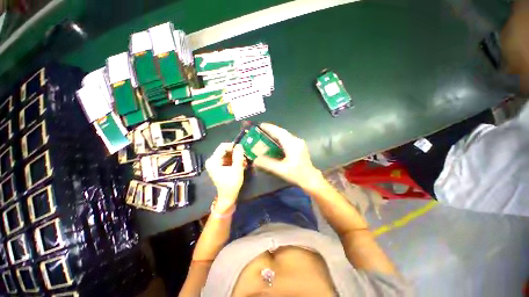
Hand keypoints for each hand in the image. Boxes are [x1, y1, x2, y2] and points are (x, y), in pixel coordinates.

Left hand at [205, 143, 244, 208]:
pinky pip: (227, 159)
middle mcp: (212, 160)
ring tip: (244, 162)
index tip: (242, 149)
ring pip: (227, 155)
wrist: (228, 196)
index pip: (222, 147)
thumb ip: (238, 156)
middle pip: (225, 151)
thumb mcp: (237, 168)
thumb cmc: (231, 183)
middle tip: (244, 156)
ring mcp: (215, 164)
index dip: (233, 146)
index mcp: (213, 161)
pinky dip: (234, 161)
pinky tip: (241, 164)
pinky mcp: (218, 167)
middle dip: (236, 153)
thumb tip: (239, 145)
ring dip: (236, 157)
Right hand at [253, 123, 323, 190]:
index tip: (261, 125)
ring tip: (266, 134)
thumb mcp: (280, 170)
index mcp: (292, 145)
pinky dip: (280, 138)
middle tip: (261, 129)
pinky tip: (275, 142)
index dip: (270, 128)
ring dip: (276, 133)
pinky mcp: (299, 146)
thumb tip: (255, 160)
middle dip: (272, 130)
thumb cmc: (296, 174)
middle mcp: (296, 141)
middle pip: (282, 132)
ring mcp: (299, 143)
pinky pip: (287, 138)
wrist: (310, 178)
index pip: (279, 133)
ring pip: (285, 135)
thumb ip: (267, 164)